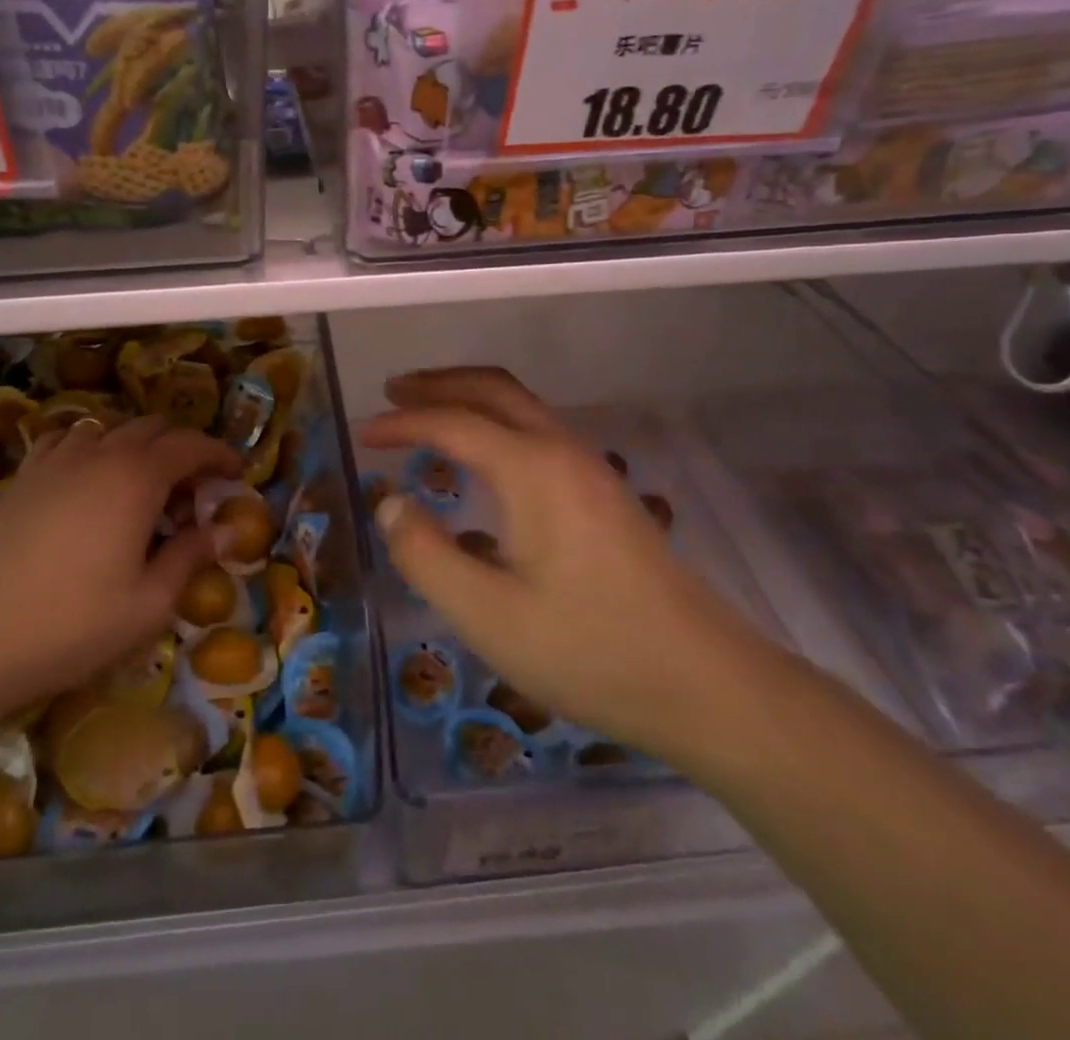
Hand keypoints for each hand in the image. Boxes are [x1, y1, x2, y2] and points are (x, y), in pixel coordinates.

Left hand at [0, 416, 241, 726]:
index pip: (191, 445)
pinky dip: (91, 447)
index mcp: (137, 477)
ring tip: (141, 486)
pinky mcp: (22, 477)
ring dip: (136, 446)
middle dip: (181, 449)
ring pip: (109, 429)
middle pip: (152, 428)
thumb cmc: (70, 624)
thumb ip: (190, 557)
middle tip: (192, 491)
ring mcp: (55, 461)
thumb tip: (225, 529)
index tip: (235, 474)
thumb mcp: (148, 604)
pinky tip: (86, 479)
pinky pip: (66, 440)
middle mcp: (99, 454)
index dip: (219, 454)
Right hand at [361, 368, 779, 761]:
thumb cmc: (590, 650)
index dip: (401, 423)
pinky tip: (484, 460)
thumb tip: (390, 502)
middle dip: (439, 383)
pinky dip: (498, 422)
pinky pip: (539, 431)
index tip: (362, 433)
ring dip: (471, 398)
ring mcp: (591, 469)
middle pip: (493, 389)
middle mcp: (562, 452)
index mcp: (531, 469)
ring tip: (429, 413)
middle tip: (392, 392)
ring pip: (522, 406)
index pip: (452, 423)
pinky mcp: (606, 494)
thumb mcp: (487, 615)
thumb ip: (425, 555)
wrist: (707, 685)